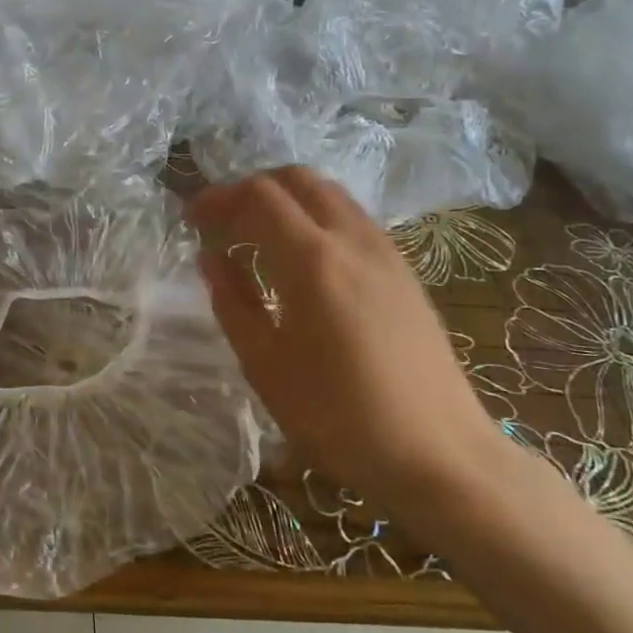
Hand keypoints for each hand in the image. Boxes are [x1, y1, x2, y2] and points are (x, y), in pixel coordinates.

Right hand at [190, 168, 507, 519]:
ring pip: (330, 194)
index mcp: (312, 260)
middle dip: (253, 188)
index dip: (219, 198)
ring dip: (288, 199)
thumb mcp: (266, 365)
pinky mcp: (405, 270)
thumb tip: (211, 257)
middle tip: (224, 221)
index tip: (192, 218)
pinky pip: (353, 218)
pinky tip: (305, 258)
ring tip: (259, 235)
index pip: (259, 196)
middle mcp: (352, 239)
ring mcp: (386, 251)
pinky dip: (317, 216)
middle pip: (297, 179)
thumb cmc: (339, 417)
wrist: (440, 454)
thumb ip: (233, 302)